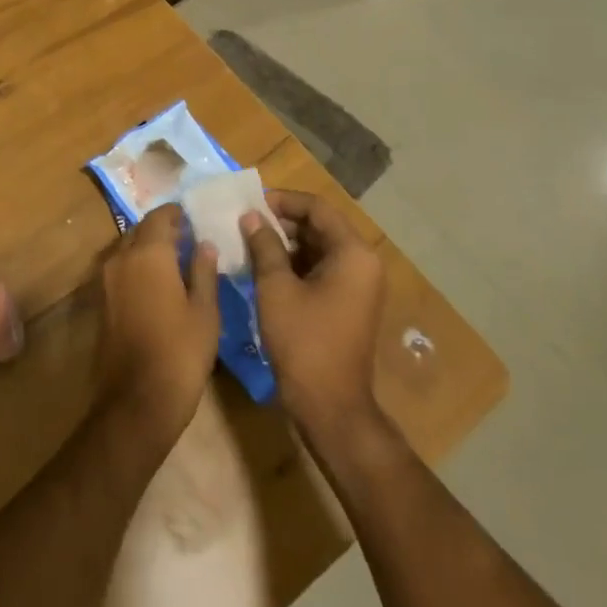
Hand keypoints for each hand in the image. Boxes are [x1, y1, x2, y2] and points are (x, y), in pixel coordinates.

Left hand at [95, 204, 219, 451]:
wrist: (137, 398)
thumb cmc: (180, 352)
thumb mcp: (205, 311)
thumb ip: (204, 272)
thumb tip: (205, 244)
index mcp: (148, 253)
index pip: (160, 216)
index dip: (177, 214)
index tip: (195, 217)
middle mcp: (122, 258)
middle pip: (141, 230)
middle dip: (163, 229)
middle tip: (189, 237)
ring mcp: (107, 279)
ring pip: (129, 248)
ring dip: (149, 247)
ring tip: (178, 259)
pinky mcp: (103, 300)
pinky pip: (122, 269)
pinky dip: (139, 266)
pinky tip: (160, 283)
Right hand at [241, 189, 389, 442]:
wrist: (329, 406)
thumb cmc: (303, 341)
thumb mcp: (276, 288)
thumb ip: (264, 246)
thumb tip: (252, 216)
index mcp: (353, 254)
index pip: (317, 208)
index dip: (282, 200)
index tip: (249, 203)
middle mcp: (362, 264)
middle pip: (320, 226)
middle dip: (282, 221)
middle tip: (244, 222)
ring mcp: (357, 286)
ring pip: (318, 248)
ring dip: (285, 242)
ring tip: (248, 242)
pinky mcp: (346, 303)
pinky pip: (320, 269)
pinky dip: (293, 263)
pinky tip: (263, 267)